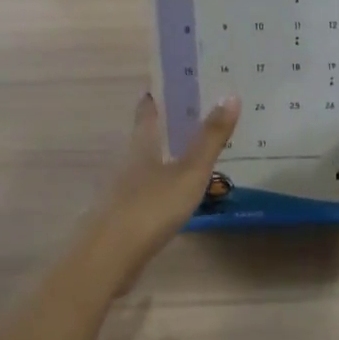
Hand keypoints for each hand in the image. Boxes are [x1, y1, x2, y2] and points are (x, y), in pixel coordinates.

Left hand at [90, 92, 240, 271]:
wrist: (108, 258)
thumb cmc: (150, 207)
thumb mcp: (189, 172)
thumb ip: (210, 138)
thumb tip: (230, 94)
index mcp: (142, 145)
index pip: (148, 110)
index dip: (159, 94)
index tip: (176, 81)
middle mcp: (128, 162)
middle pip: (147, 136)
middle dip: (168, 125)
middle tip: (198, 113)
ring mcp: (123, 191)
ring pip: (147, 164)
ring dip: (167, 156)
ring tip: (195, 152)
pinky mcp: (124, 217)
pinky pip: (148, 192)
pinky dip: (164, 185)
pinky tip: (179, 194)